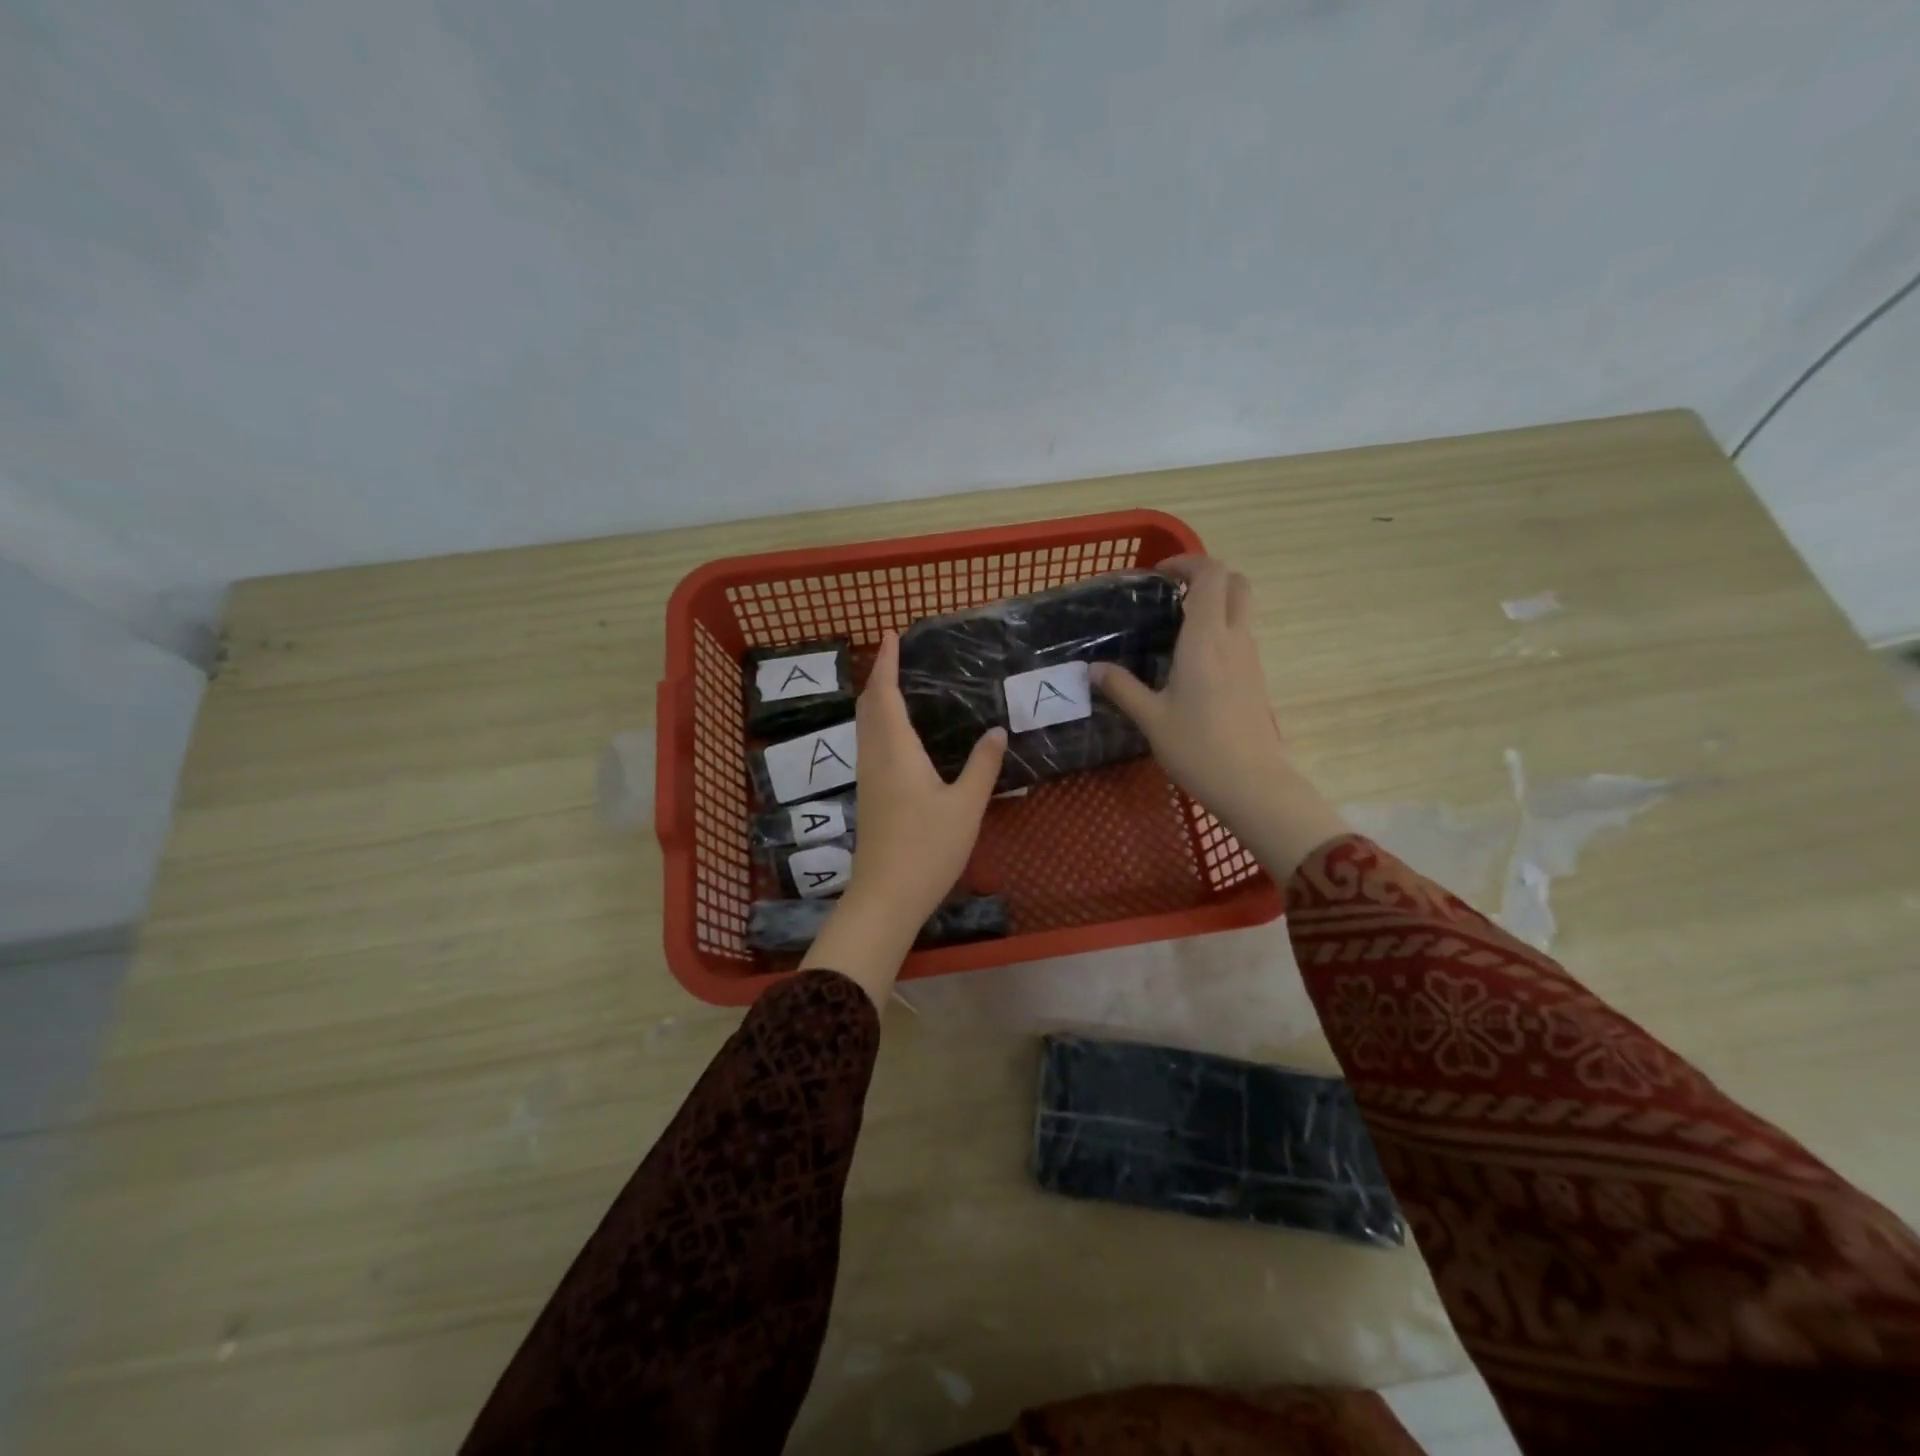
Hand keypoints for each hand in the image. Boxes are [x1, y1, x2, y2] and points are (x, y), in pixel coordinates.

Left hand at [799, 631, 1005, 1004]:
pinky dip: (878, 724)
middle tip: (896, 656)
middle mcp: (875, 757)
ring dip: (876, 700)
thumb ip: (983, 765)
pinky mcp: (869, 797)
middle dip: (879, 677)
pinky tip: (897, 736)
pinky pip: (869, 745)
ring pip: (865, 726)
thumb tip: (997, 730)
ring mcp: (867, 778)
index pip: (885, 694)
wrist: (886, 896)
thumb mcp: (966, 805)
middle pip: (868, 706)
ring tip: (896, 686)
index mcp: (896, 750)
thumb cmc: (927, 848)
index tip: (891, 635)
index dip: (887, 662)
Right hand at [1092, 556, 1347, 878]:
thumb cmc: (1198, 748)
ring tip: (1174, 628)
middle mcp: (1234, 639)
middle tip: (1172, 594)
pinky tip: (1190, 662)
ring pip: (1241, 610)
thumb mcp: (1151, 719)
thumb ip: (1122, 688)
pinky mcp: (1256, 678)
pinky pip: (1240, 637)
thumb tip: (1094, 669)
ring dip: (1214, 604)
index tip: (1159, 575)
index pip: (1211, 575)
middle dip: (1207, 577)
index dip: (1187, 562)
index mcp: (1206, 639)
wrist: (1253, 784)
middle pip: (1236, 583)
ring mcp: (1251, 659)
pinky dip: (1219, 630)